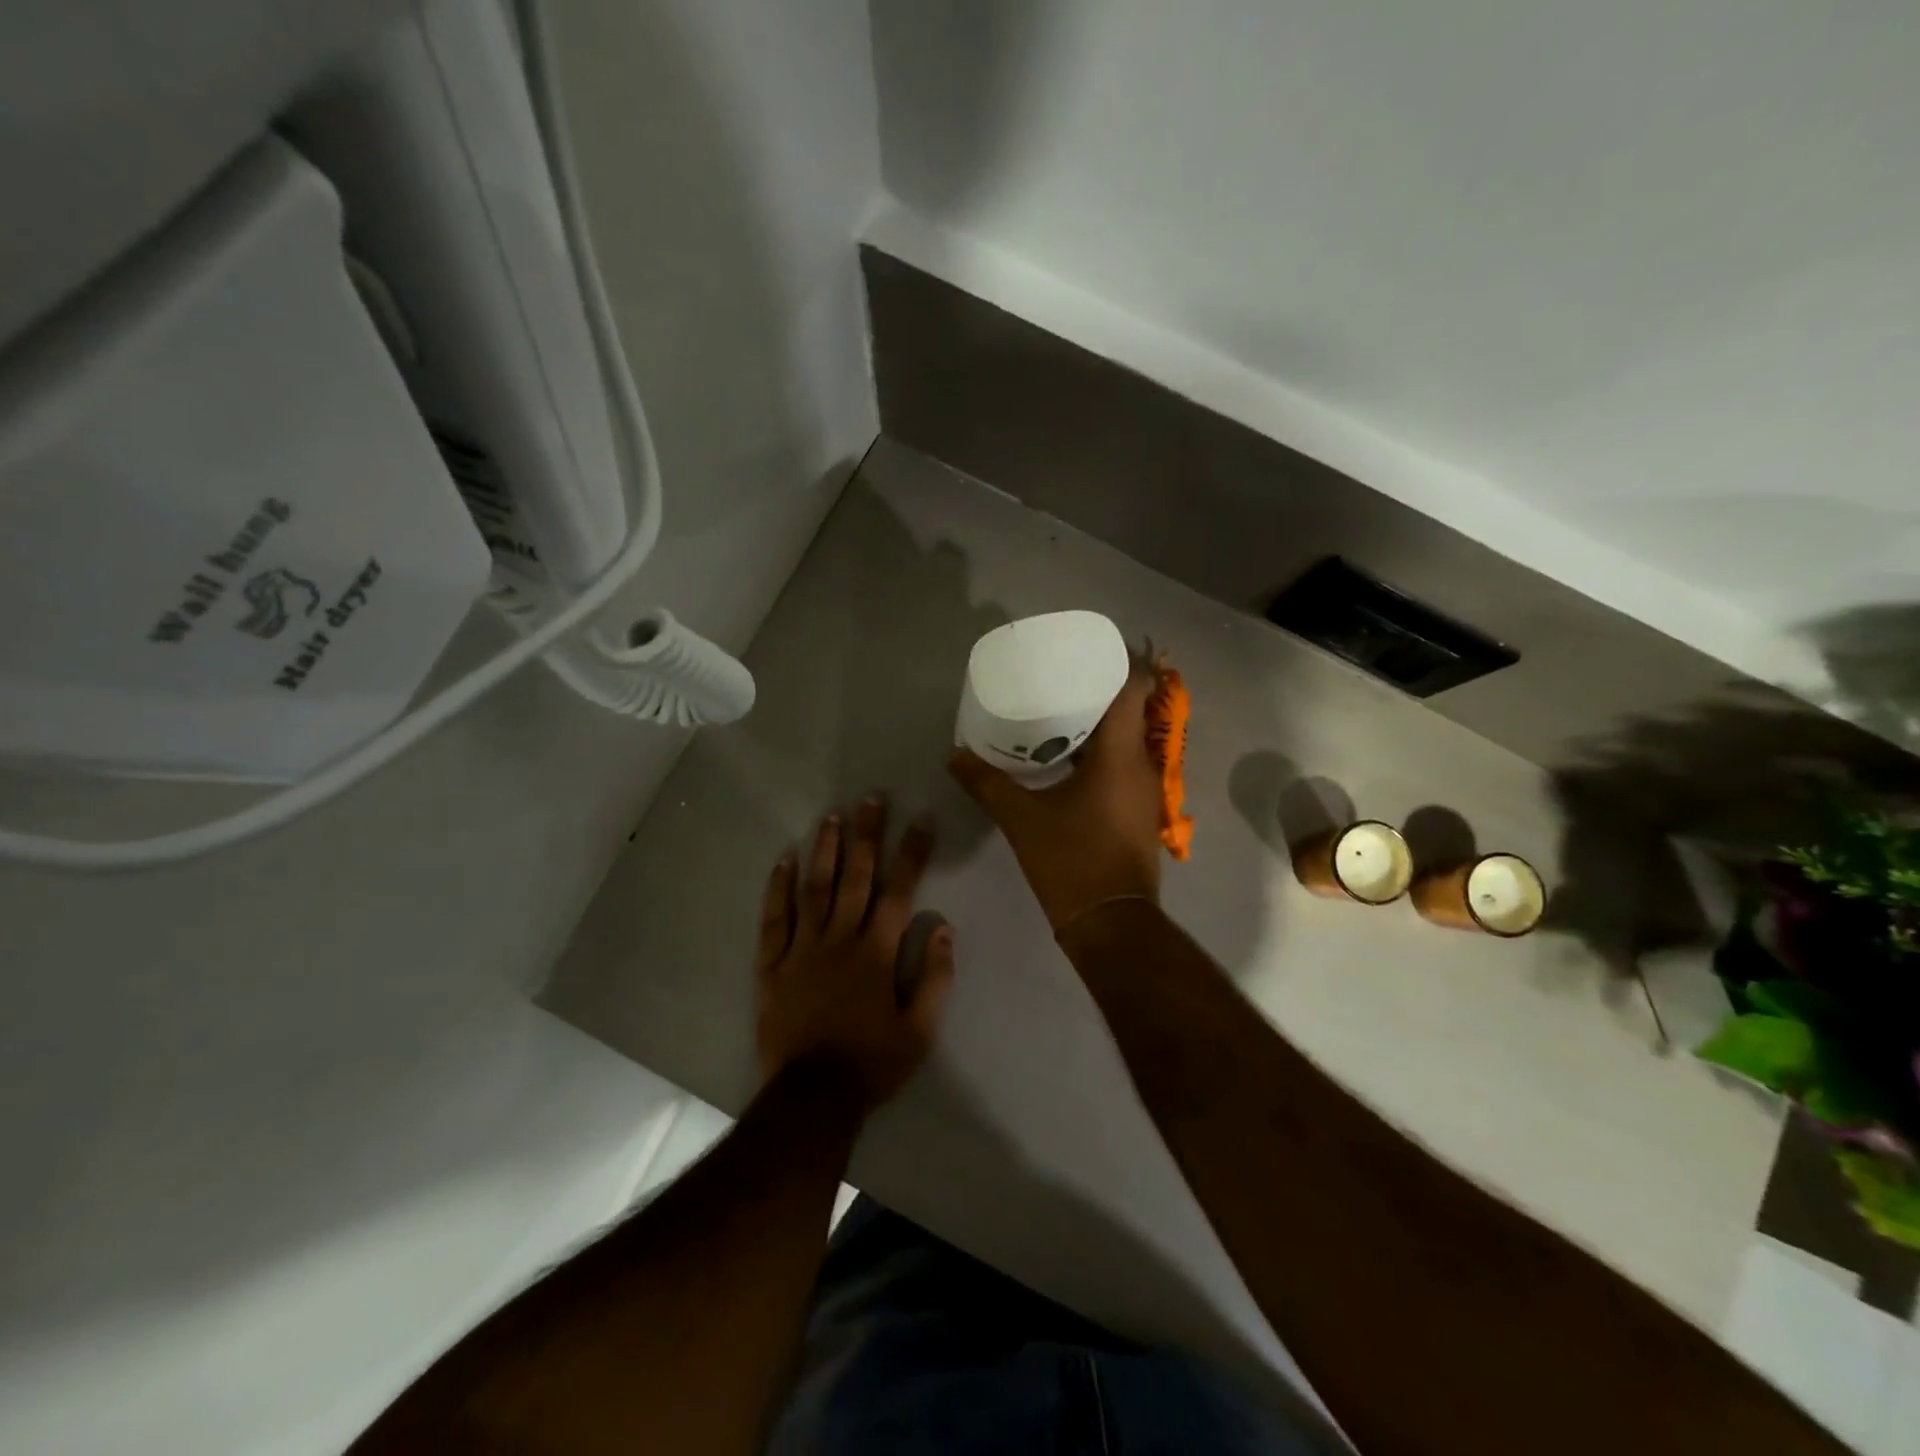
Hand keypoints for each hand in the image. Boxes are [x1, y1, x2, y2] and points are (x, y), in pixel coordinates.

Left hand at [755, 798, 954, 1113]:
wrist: (811, 1098)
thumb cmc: (871, 1063)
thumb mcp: (920, 1031)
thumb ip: (936, 979)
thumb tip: (946, 931)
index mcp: (877, 952)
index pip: (900, 891)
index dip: (912, 853)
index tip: (920, 820)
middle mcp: (841, 939)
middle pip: (856, 877)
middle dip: (866, 835)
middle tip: (871, 798)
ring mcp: (803, 949)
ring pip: (815, 888)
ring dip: (824, 850)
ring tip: (831, 816)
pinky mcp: (773, 965)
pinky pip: (774, 920)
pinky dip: (778, 888)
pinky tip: (783, 860)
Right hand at [948, 664, 1162, 931]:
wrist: (1111, 924)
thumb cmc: (1071, 862)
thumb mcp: (1021, 820)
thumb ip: (986, 783)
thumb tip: (953, 755)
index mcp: (1120, 756)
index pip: (1135, 688)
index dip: (1120, 662)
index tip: (1090, 652)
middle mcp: (1142, 765)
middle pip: (1131, 710)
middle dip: (1099, 690)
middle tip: (1059, 678)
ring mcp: (1145, 790)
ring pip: (1127, 739)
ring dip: (1100, 724)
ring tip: (1059, 712)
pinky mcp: (1139, 811)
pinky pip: (1123, 764)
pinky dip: (1101, 753)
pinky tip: (1068, 759)